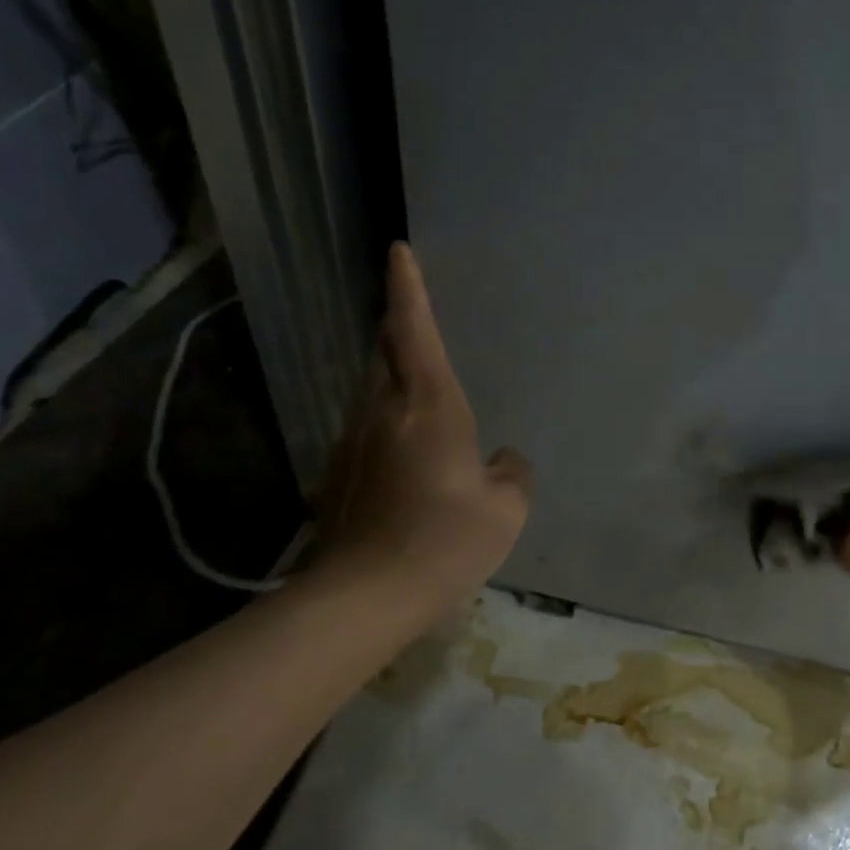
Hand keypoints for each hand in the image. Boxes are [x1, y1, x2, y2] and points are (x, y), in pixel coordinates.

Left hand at [305, 243, 530, 622]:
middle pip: (386, 354)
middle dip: (399, 329)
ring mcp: (353, 444)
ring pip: (376, 395)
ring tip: (426, 403)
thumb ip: (511, 474)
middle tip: (415, 318)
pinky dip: (391, 431)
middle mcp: (383, 413)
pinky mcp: (338, 475)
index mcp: (429, 408)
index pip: (414, 331)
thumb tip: (502, 460)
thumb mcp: (505, 510)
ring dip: (396, 384)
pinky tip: (412, 466)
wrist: (363, 598)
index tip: (398, 251)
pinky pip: (371, 434)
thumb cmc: (445, 542)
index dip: (408, 289)